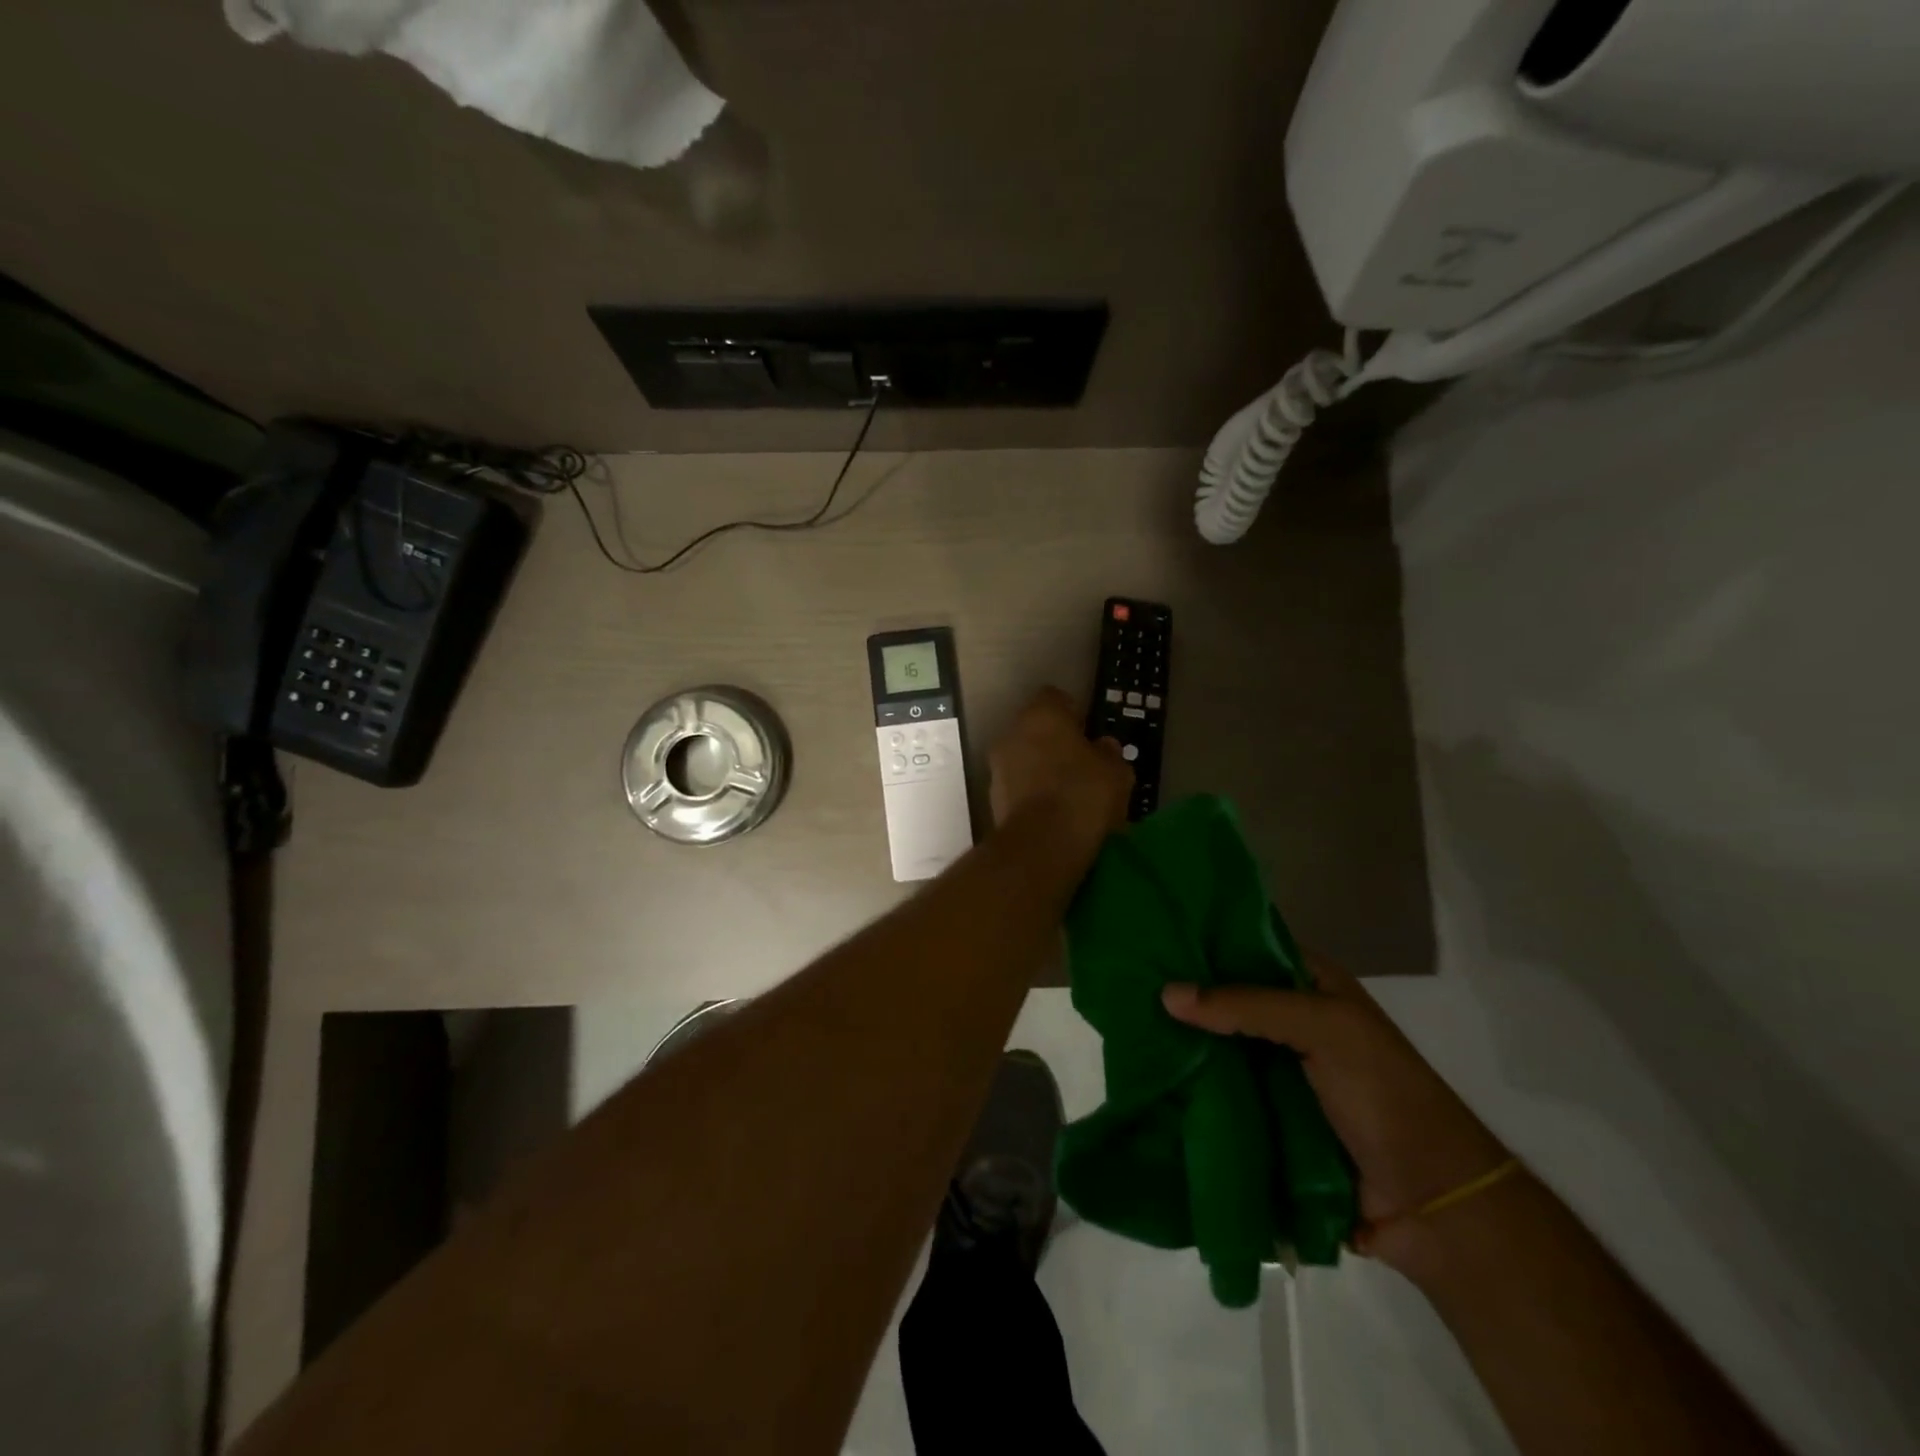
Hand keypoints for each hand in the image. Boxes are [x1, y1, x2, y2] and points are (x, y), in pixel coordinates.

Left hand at [988, 688, 1132, 854]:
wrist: (1041, 845)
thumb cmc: (1084, 794)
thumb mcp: (1116, 772)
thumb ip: (1109, 753)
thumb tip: (1103, 747)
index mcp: (1042, 714)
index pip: (1055, 698)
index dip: (1073, 712)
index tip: (1087, 731)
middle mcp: (1012, 732)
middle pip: (1035, 729)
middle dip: (1054, 743)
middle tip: (1081, 764)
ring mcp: (997, 766)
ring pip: (1023, 759)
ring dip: (1040, 769)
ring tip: (1068, 794)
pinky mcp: (992, 798)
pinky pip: (1017, 787)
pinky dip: (1031, 794)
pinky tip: (1052, 813)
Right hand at [1162, 957, 1510, 1270]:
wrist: (1431, 1203)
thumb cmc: (1383, 1094)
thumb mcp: (1323, 1028)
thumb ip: (1246, 1006)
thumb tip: (1166, 994)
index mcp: (1313, 985)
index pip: (1249, 946)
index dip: (1206, 942)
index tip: (1154, 938)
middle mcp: (1293, 1020)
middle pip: (1228, 998)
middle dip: (1186, 996)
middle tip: (1129, 985)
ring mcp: (1279, 1071)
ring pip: (1220, 1046)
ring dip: (1185, 1044)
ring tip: (1125, 1028)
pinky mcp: (1268, 1116)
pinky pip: (1223, 1092)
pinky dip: (1194, 1087)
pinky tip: (1152, 1078)